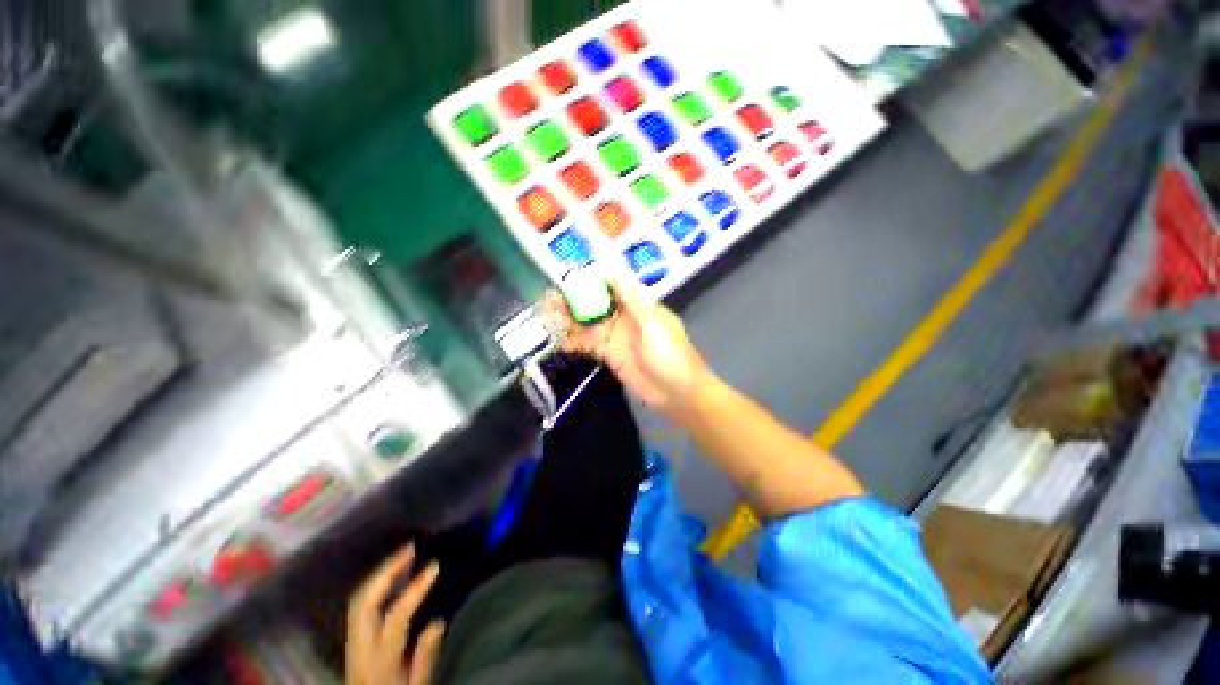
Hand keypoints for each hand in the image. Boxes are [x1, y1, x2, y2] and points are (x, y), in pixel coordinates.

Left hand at [346, 544, 444, 684]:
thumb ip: (425, 657)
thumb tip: (438, 621)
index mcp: (379, 659)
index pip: (396, 616)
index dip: (415, 589)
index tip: (434, 566)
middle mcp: (360, 646)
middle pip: (365, 603)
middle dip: (386, 572)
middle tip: (410, 548)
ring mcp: (352, 642)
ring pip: (358, 601)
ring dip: (379, 574)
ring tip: (402, 555)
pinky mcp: (352, 641)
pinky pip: (358, 606)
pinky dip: (373, 586)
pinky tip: (390, 576)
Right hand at [546, 279, 711, 410]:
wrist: (679, 394)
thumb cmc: (671, 355)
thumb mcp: (653, 324)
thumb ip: (631, 300)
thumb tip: (611, 272)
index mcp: (638, 305)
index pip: (611, 287)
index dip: (590, 282)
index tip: (568, 279)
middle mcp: (625, 318)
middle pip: (596, 305)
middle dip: (574, 301)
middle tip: (549, 300)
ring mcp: (616, 338)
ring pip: (589, 324)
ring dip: (569, 321)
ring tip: (546, 318)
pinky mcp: (610, 356)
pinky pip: (589, 345)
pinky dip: (574, 342)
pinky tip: (558, 341)